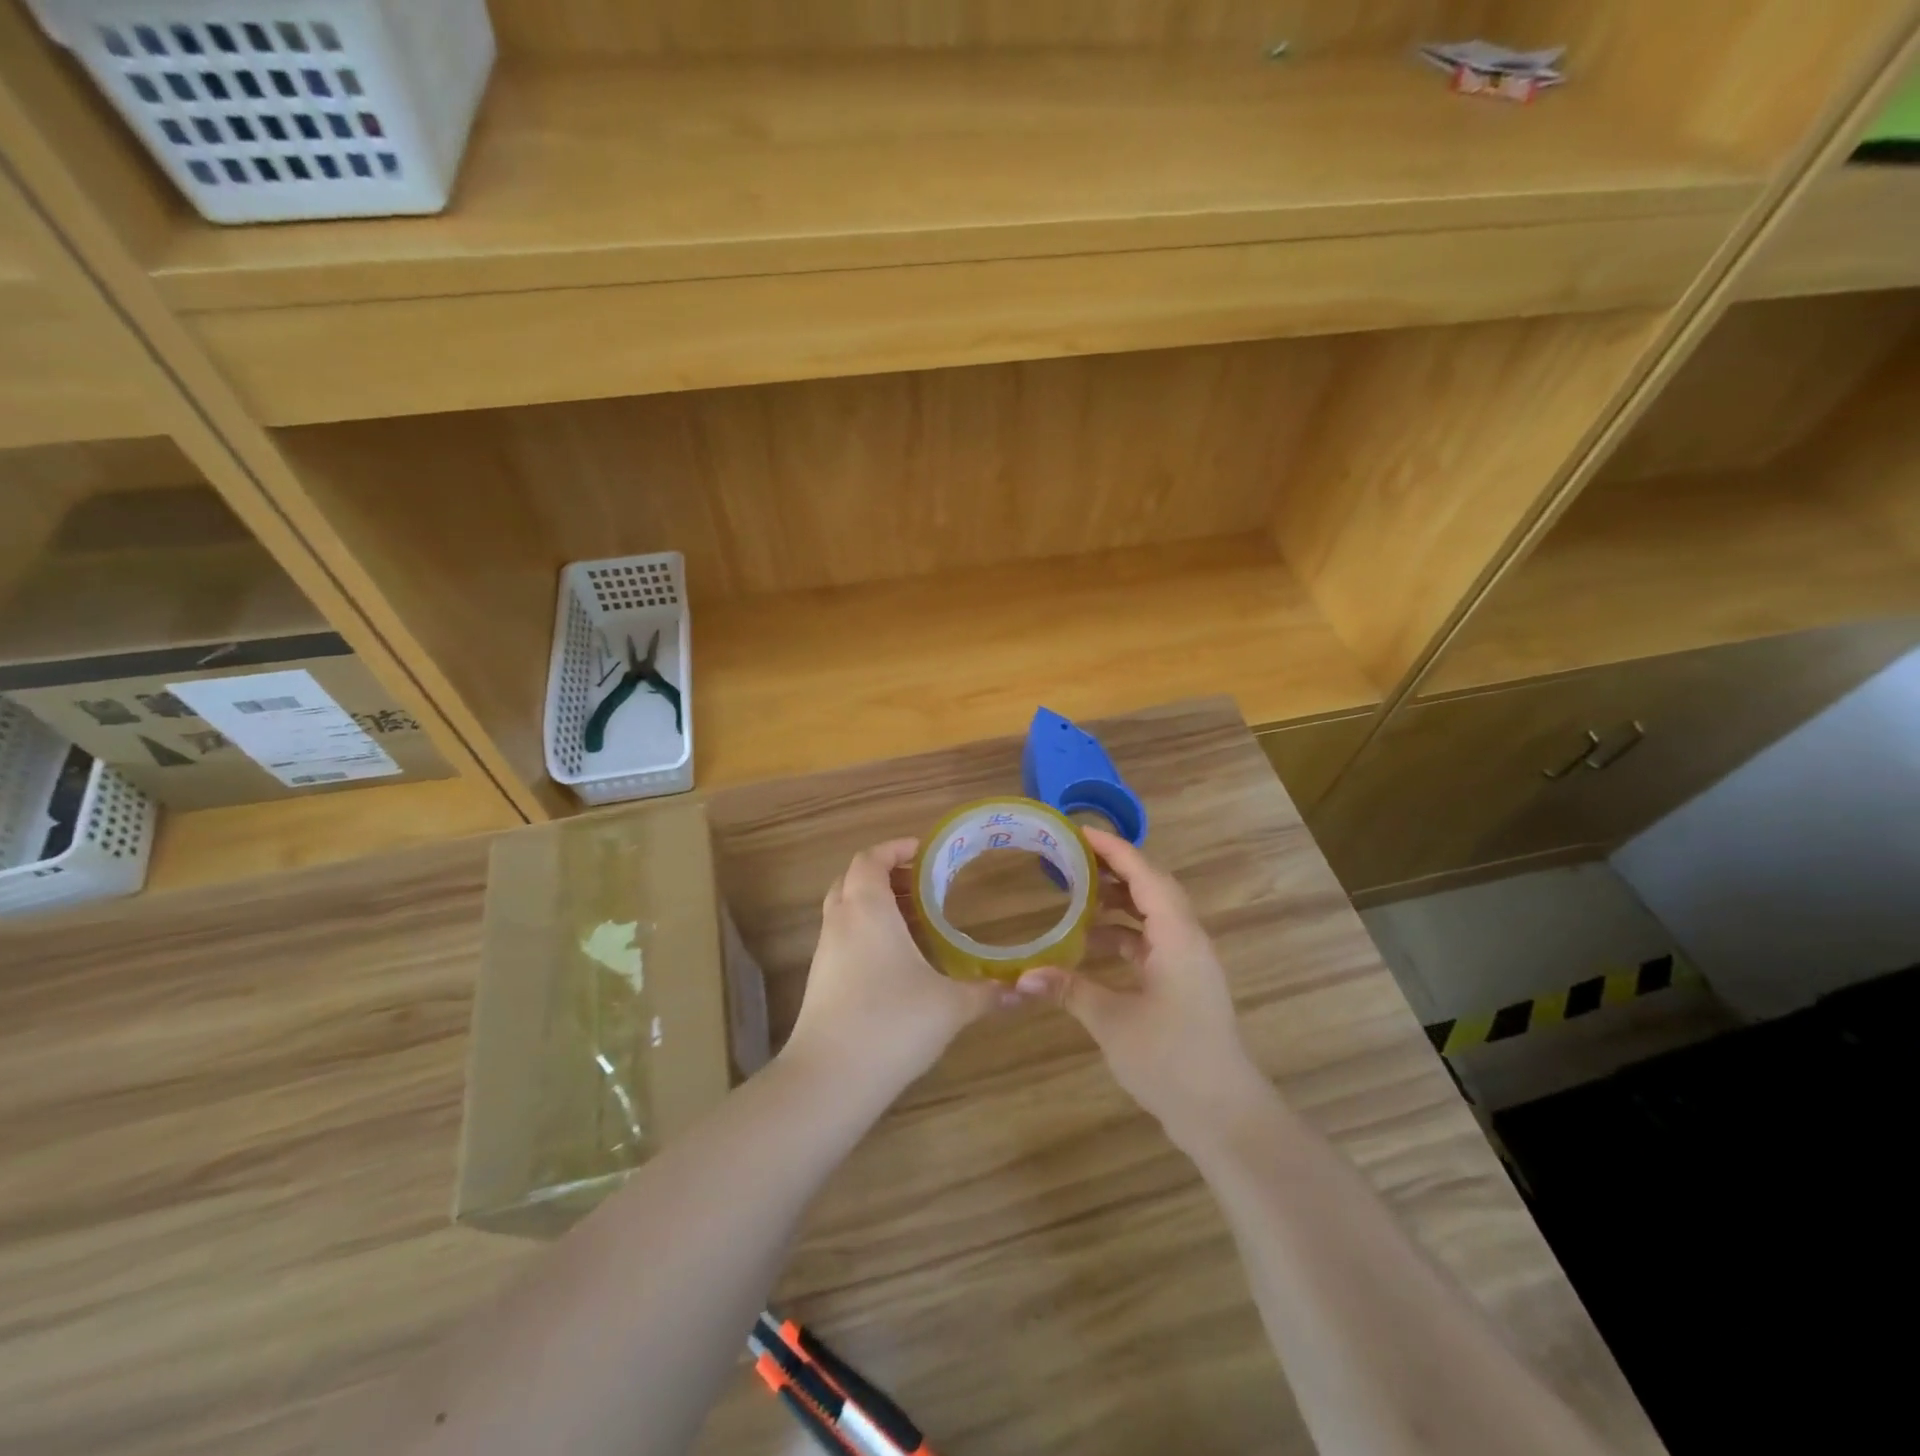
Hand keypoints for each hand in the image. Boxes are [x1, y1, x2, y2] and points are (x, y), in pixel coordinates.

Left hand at [781, 838, 1006, 1101]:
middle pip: (853, 879)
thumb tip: (1026, 988)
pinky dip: (866, 933)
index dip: (894, 848)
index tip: (923, 851)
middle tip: (923, 885)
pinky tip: (896, 961)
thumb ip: (989, 993)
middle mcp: (841, 922)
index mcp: (868, 909)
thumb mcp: (950, 1005)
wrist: (829, 1080)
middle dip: (885, 874)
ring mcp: (825, 953)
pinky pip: (843, 938)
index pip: (871, 858)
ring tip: (915, 920)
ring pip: (845, 909)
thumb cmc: (892, 1023)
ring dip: (875, 904)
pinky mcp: (820, 981)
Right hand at [1016, 829, 1270, 1152]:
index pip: (1146, 875)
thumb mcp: (1114, 1023)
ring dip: (1118, 904)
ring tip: (1075, 895)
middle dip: (1114, 870)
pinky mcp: (1185, 985)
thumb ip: (1070, 990)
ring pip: (1152, 916)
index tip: (1079, 832)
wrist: (1225, 1116)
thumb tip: (1022, 976)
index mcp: (1178, 937)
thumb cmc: (1172, 1061)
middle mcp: (1188, 941)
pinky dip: (1124, 936)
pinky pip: (1152, 943)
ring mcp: (1189, 964)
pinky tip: (1091, 946)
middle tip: (1072, 858)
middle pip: (1152, 889)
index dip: (1114, 850)